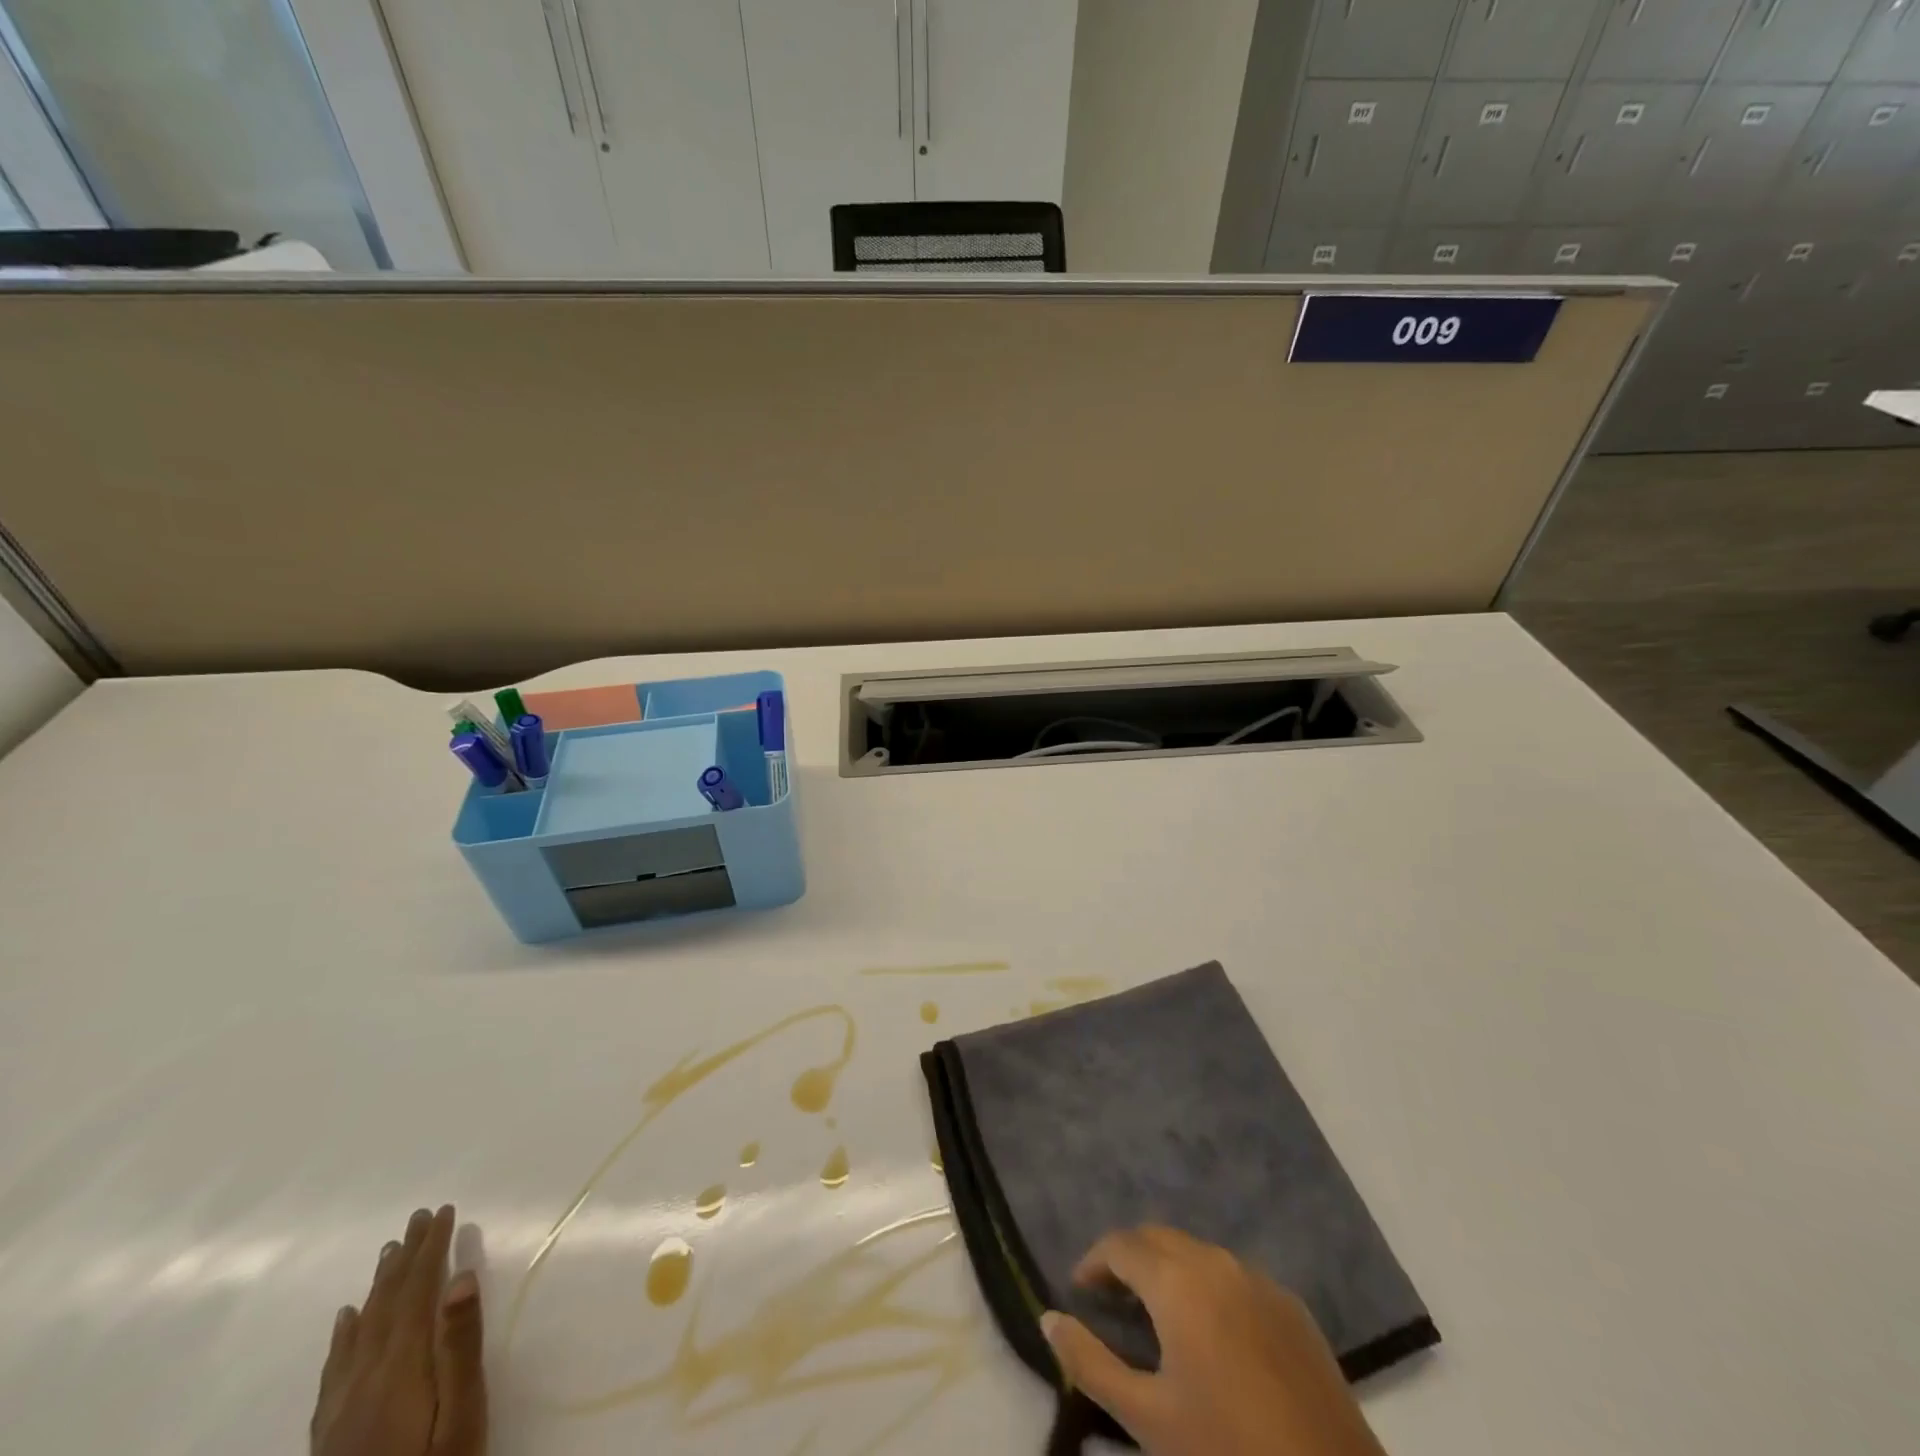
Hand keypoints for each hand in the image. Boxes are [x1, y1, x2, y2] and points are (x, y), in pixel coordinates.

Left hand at [310, 1205, 487, 1455]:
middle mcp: (365, 1380)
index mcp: (401, 1369)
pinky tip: (347, 1319)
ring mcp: (341, 1409)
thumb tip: (461, 1278)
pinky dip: (345, 1335)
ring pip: (361, 1330)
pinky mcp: (330, 1434)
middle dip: (406, 1258)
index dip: (431, 1248)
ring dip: (379, 1286)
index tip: (443, 1211)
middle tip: (418, 1217)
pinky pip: (336, 1369)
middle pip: (387, 1305)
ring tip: (389, 1251)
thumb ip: (460, 1347)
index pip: (417, 1292)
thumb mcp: (462, 1416)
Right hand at [1041, 1226, 1386, 1455]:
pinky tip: (1210, 1331)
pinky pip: (1233, 1275)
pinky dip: (1206, 1284)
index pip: (1122, 1245)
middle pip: (1159, 1238)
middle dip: (1129, 1258)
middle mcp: (1216, 1263)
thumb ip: (1089, 1362)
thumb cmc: (1229, 1454)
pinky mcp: (1291, 1305)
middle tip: (1111, 1299)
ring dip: (1168, 1268)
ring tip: (1155, 1313)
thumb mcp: (1148, 1419)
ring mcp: (1259, 1279)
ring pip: (1197, 1252)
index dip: (1095, 1261)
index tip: (1080, 1290)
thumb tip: (1048, 1317)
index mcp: (1179, 1282)